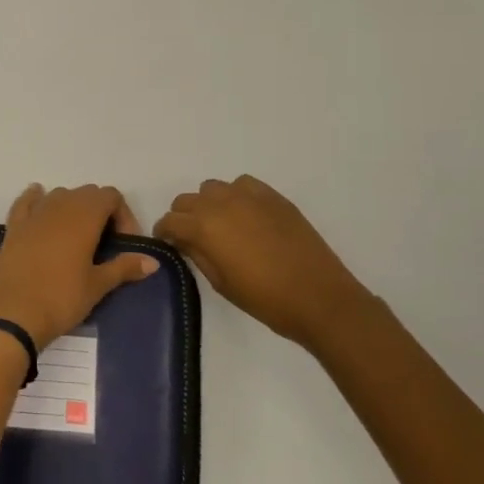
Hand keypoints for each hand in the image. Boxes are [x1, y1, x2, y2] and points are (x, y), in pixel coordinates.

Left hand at [0, 184, 159, 346]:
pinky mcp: (13, 227)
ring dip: (73, 207)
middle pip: (86, 193)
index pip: (110, 196)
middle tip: (105, 244)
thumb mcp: (98, 285)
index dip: (123, 215)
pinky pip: (27, 202)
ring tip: (78, 237)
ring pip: (59, 195)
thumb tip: (153, 261)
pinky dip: (36, 199)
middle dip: (101, 212)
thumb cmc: (61, 299)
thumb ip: (124, 267)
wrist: (13, 314)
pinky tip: (40, 205)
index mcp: (84, 217)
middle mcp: (59, 206)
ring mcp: (34, 214)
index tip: (124, 244)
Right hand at [154, 175, 377, 350]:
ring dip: (208, 203)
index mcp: (204, 227)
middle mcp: (221, 203)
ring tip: (220, 224)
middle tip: (191, 237)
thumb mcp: (221, 283)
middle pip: (187, 199)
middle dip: (183, 216)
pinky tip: (245, 214)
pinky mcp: (273, 197)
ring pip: (213, 188)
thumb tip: (185, 240)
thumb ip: (198, 255)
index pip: (170, 220)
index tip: (168, 243)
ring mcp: (249, 196)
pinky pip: (242, 184)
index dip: (164, 232)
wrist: (319, 297)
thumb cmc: (265, 299)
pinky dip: (236, 195)